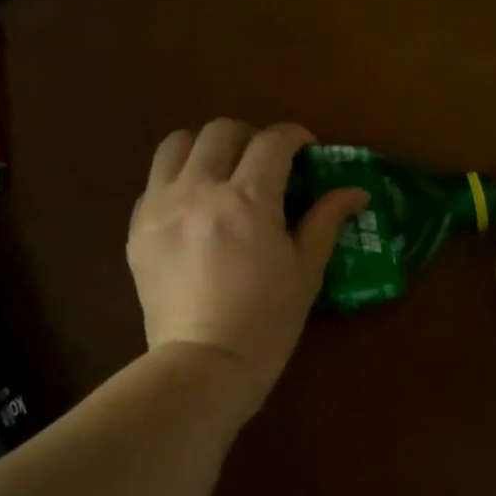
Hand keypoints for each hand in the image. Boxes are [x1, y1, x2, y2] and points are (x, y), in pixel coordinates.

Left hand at [129, 119, 365, 403]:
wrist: (205, 365)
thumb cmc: (267, 321)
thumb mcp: (306, 270)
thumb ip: (327, 220)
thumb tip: (356, 191)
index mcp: (248, 200)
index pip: (273, 141)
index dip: (294, 136)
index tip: (305, 149)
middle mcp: (200, 190)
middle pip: (221, 131)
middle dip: (250, 137)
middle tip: (264, 163)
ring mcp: (161, 206)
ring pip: (177, 144)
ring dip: (205, 149)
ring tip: (220, 174)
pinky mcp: (138, 228)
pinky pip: (154, 183)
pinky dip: (177, 182)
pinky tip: (193, 209)